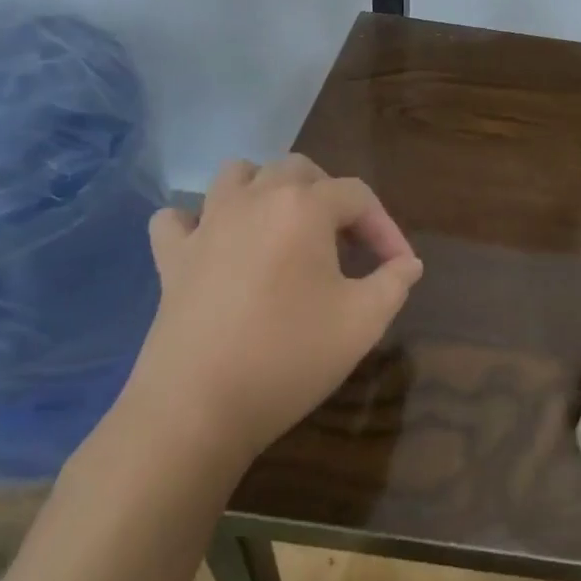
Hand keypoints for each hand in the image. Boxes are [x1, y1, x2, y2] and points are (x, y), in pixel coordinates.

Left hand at [115, 155, 422, 470]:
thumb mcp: (363, 322)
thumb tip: (408, 264)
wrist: (197, 409)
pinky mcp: (172, 257)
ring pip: (238, 175)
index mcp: (304, 207)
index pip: (358, 196)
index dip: (386, 227)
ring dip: (267, 189)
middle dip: (331, 197)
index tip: (400, 266)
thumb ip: (394, 282)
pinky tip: (216, 246)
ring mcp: (207, 224)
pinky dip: (199, 222)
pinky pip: (179, 219)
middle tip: (347, 243)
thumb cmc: (289, 357)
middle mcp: (254, 199)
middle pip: (300, 171)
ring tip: (285, 227)